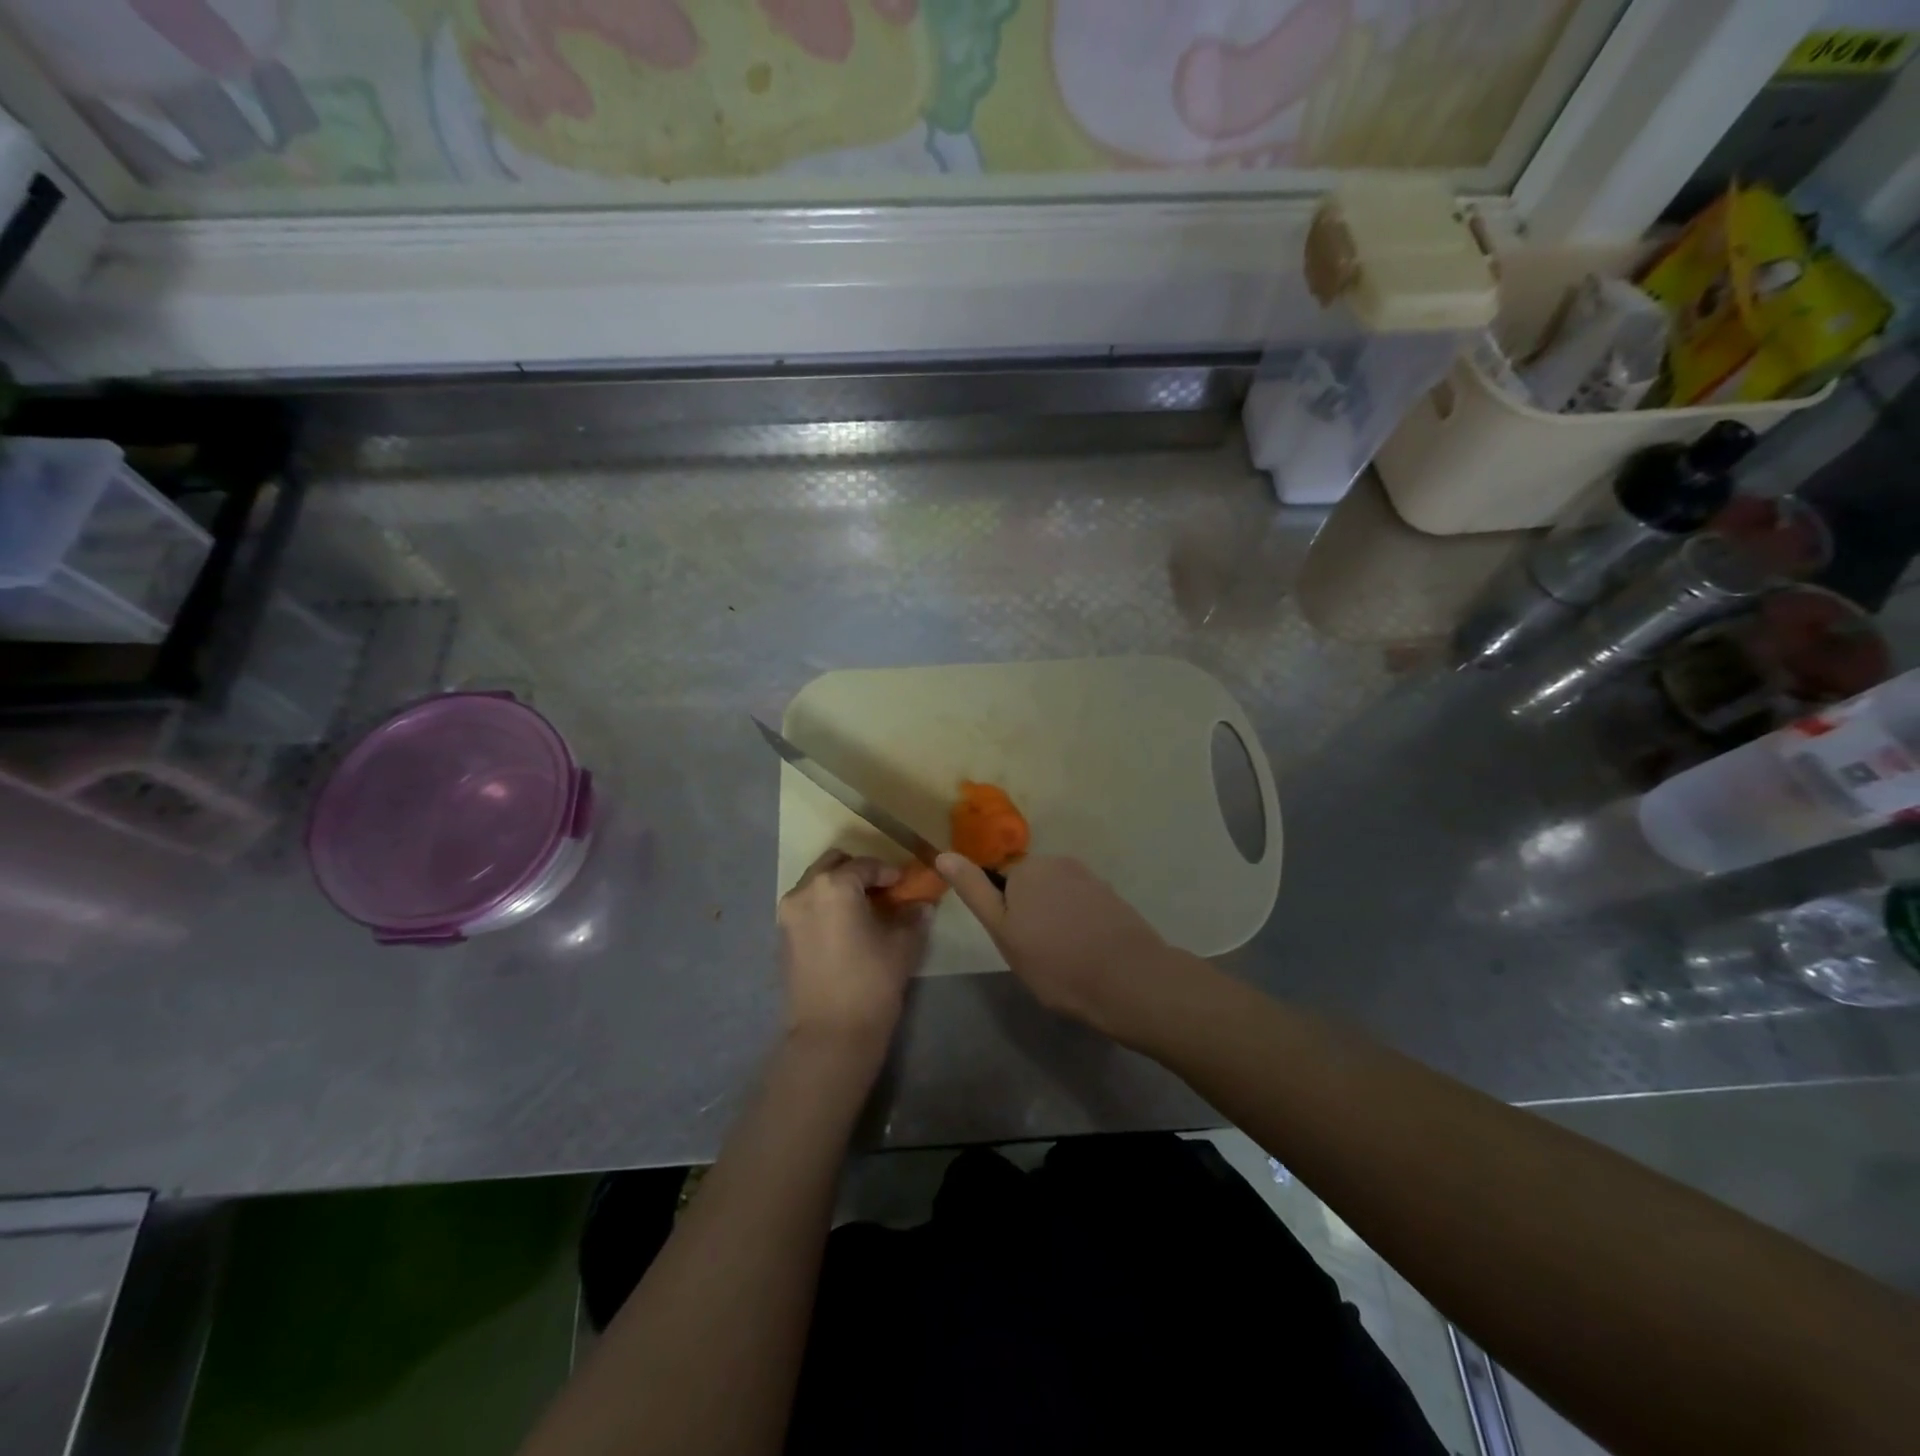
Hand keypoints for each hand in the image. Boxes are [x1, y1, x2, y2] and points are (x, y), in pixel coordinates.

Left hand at [778, 850, 931, 1051]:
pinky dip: (825, 906)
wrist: (830, 1036)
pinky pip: (806, 906)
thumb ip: (913, 917)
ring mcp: (788, 914)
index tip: (905, 885)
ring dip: (839, 888)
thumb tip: (922, 905)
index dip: (889, 872)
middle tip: (882, 891)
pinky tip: (846, 928)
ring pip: (816, 884)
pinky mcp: (782, 937)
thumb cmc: (871, 983)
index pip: (866, 865)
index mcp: (834, 885)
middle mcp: (804, 891)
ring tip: (864, 910)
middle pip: (833, 864)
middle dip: (858, 872)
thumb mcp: (902, 946)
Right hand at [936, 853, 1187, 1039]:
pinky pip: (1083, 906)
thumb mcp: (1002, 931)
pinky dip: (1079, 924)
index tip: (1015, 943)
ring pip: (1057, 897)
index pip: (1001, 882)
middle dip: (1030, 912)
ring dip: (1055, 919)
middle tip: (1036, 953)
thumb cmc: (1055, 961)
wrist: (1128, 980)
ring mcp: (1090, 877)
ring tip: (1064, 957)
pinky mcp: (1113, 897)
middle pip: (1031, 885)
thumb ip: (973, 890)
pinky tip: (1087, 952)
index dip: (1004, 914)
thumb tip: (943, 854)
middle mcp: (1059, 862)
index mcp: (1027, 867)